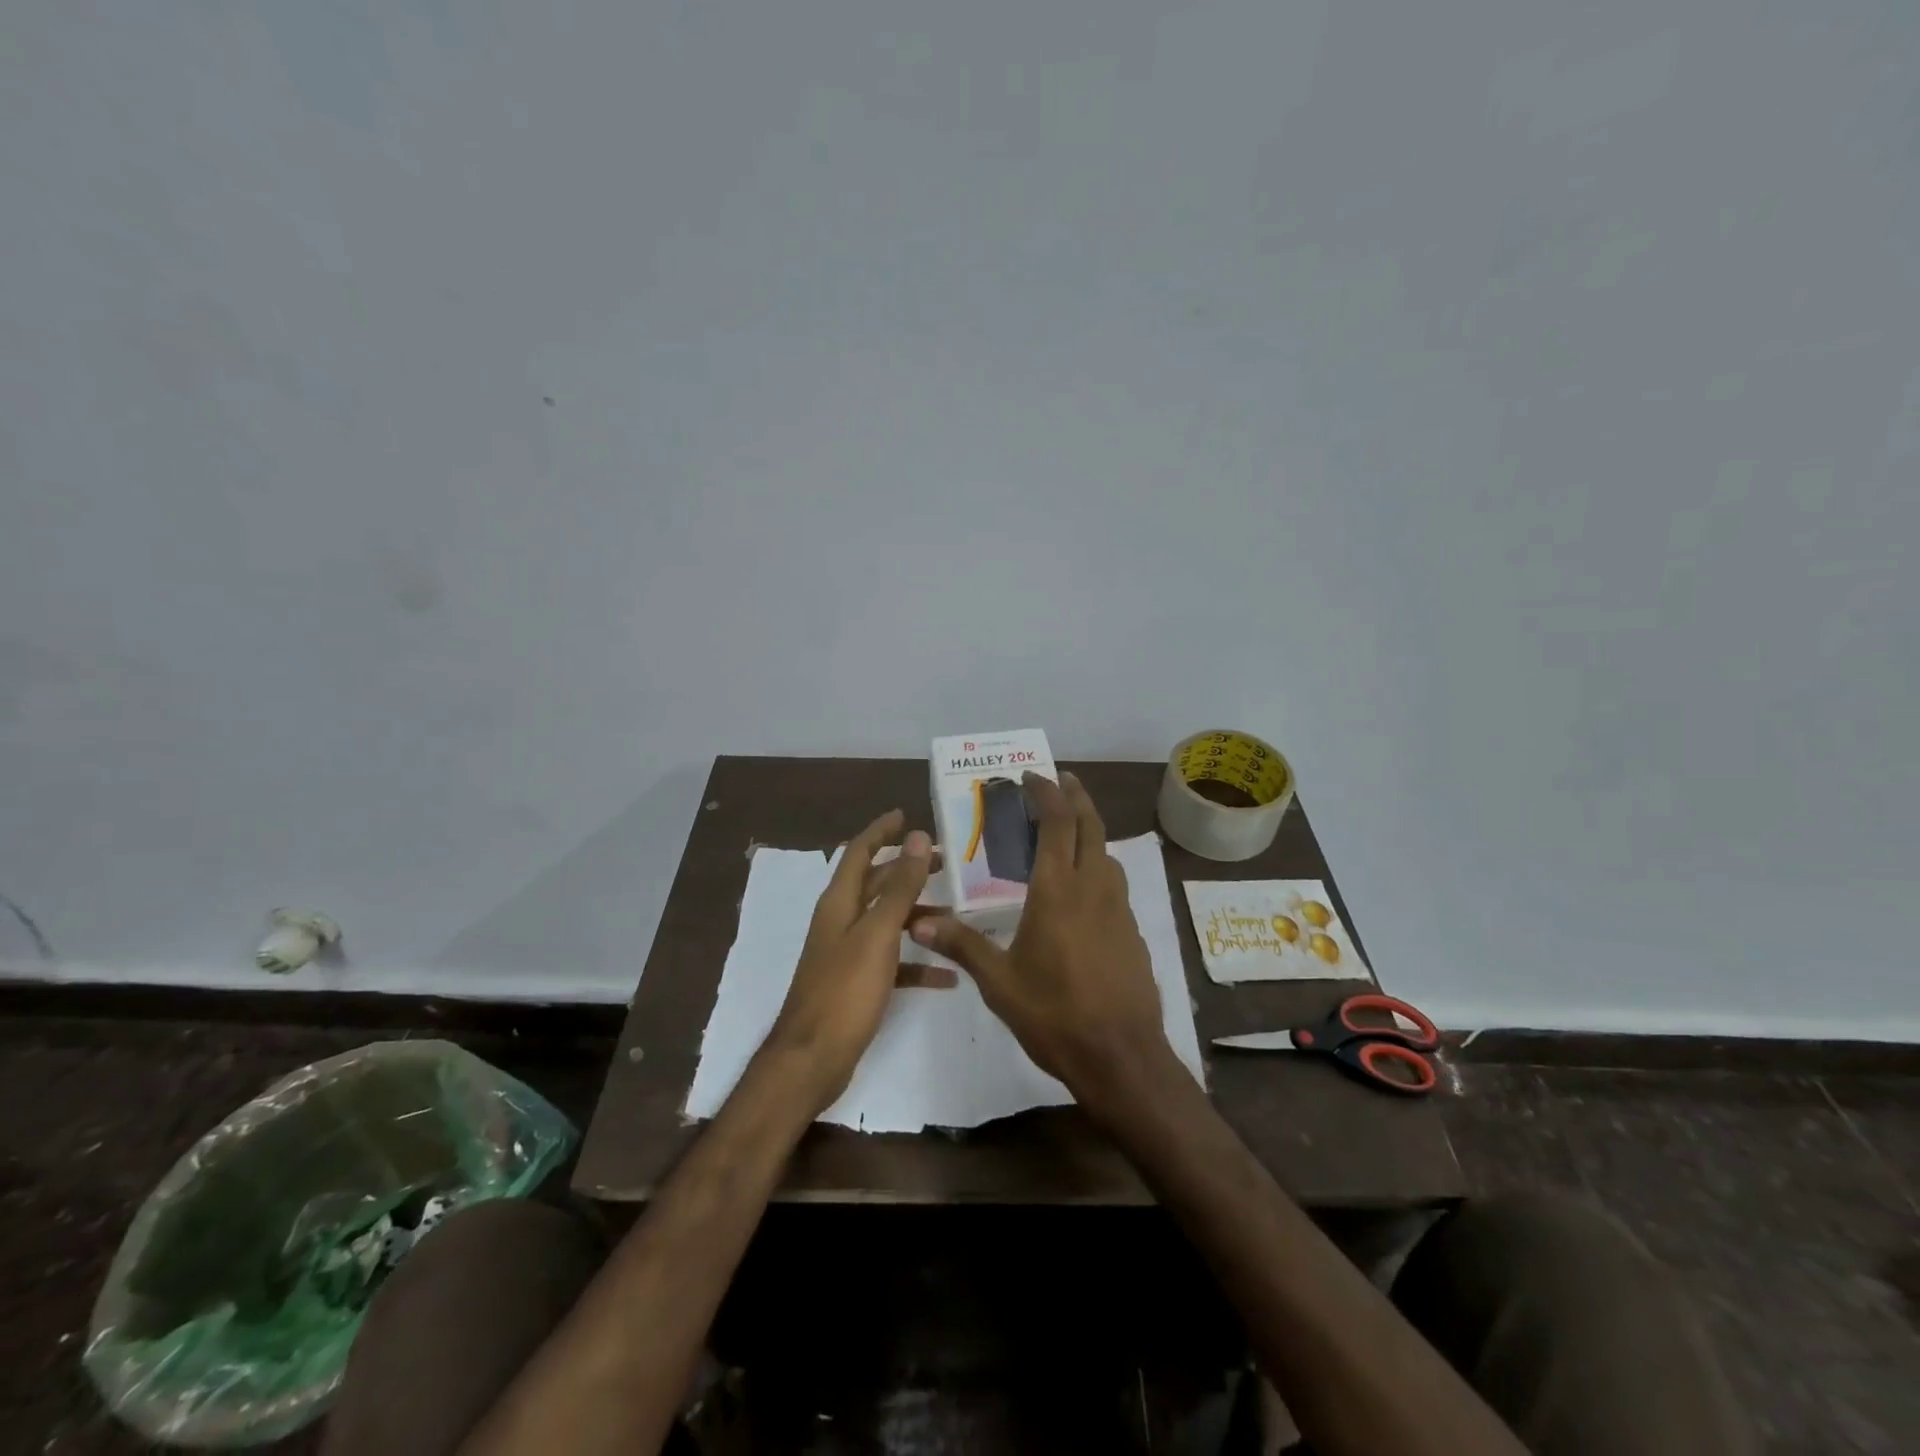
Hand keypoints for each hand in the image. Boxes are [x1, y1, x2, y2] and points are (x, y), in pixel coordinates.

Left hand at [762, 809, 932, 1113]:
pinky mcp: (858, 983)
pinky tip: (949, 974)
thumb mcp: (878, 933)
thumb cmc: (844, 990)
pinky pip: (894, 962)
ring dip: (918, 914)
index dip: (881, 831)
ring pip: (888, 922)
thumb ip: (900, 886)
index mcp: (840, 902)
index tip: (906, 815)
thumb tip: (918, 836)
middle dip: (908, 869)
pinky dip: (918, 962)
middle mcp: (842, 921)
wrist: (813, 1059)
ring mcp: (849, 953)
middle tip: (946, 862)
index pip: (860, 852)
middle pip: (877, 883)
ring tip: (957, 913)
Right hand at [909, 773, 1173, 1110]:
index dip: (1046, 793)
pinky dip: (1097, 866)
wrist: (1121, 1056)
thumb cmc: (1055, 1014)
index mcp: (1057, 891)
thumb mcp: (999, 982)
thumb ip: (961, 945)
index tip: (1031, 777)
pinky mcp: (1132, 931)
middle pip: (1090, 825)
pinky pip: (1114, 883)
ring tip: (1068, 829)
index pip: (1056, 824)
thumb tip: (918, 921)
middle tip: (1060, 780)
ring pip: (1106, 853)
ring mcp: (1118, 909)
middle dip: (1076, 796)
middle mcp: (1093, 888)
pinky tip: (1083, 889)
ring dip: (1089, 830)